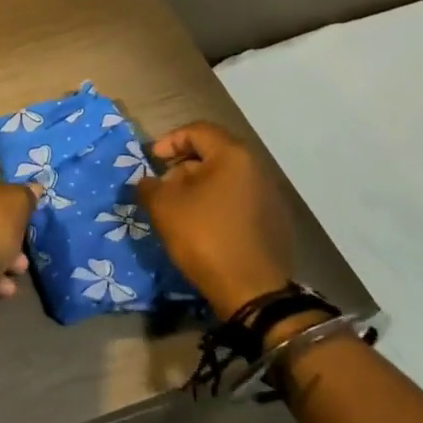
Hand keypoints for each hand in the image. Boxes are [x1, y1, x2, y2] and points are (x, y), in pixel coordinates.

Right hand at [136, 122, 295, 318]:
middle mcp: (256, 168)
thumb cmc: (205, 237)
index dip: (169, 141)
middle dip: (183, 166)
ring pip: (226, 177)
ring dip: (199, 186)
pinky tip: (203, 226)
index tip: (153, 162)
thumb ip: (149, 186)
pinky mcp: (274, 220)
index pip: (197, 131)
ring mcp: (270, 195)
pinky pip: (238, 198)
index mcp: (233, 155)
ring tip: (180, 209)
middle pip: (213, 153)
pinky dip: (217, 203)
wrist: (253, 291)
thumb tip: (149, 182)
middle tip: (164, 187)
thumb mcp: (164, 207)